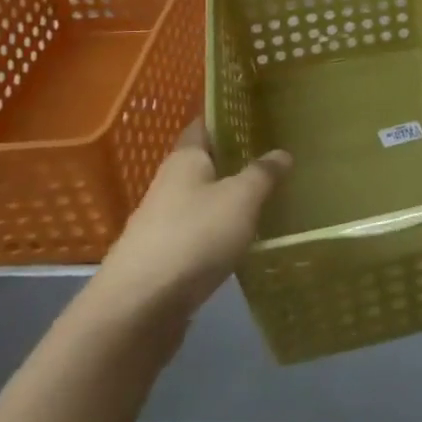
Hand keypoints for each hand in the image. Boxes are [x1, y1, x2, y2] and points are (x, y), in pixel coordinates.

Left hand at [89, 122, 291, 325]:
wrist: (139, 308)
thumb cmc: (193, 237)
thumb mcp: (240, 198)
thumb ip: (262, 173)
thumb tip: (282, 152)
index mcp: (184, 159)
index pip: (204, 125)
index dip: (227, 117)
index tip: (257, 113)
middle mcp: (170, 184)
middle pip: (205, 163)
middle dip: (235, 159)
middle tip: (275, 155)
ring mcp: (164, 223)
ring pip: (204, 200)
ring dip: (230, 198)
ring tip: (269, 196)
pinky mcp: (166, 259)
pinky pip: (201, 233)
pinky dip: (222, 231)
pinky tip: (246, 239)